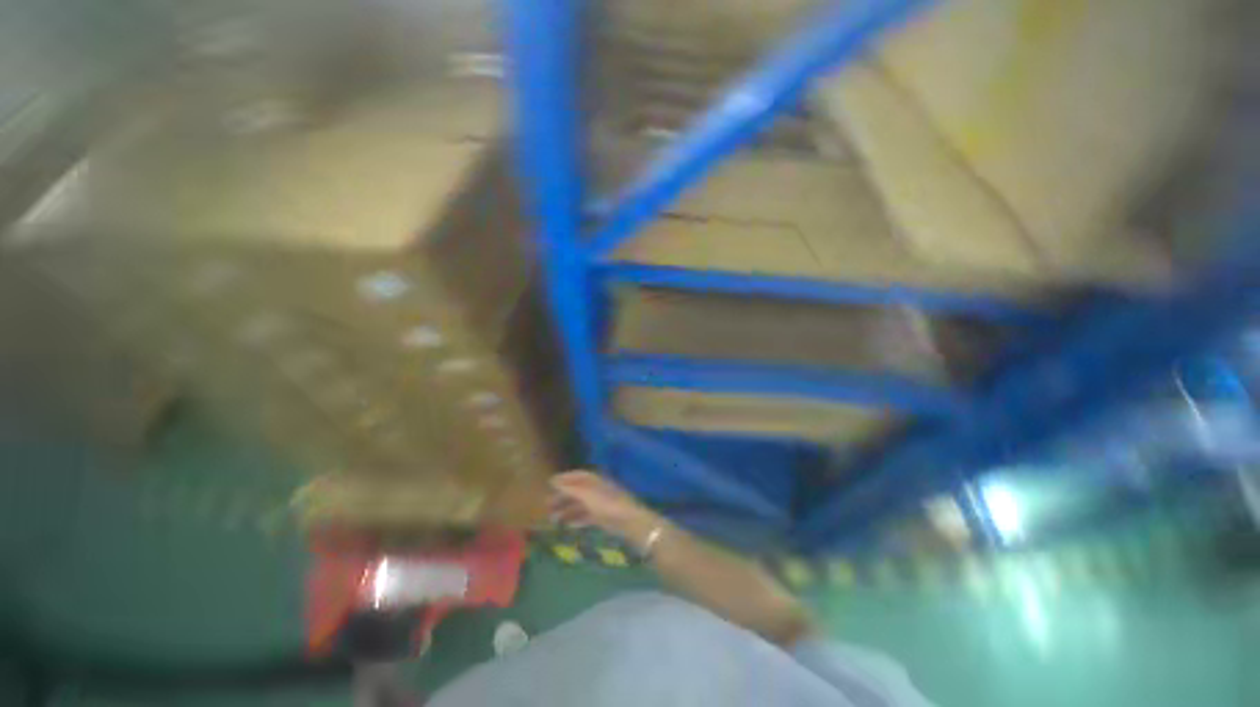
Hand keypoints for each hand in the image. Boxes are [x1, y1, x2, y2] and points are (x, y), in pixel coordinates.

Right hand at [548, 470, 663, 547]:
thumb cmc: (607, 504)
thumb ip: (570, 489)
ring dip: (567, 510)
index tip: (550, 483)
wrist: (629, 521)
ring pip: (580, 505)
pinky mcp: (603, 517)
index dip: (564, 478)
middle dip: (562, 497)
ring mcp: (601, 503)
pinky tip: (568, 526)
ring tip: (553, 519)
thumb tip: (554, 481)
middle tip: (547, 506)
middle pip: (577, 491)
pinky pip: (587, 516)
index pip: (578, 475)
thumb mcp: (586, 495)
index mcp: (595, 480)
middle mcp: (597, 489)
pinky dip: (577, 520)